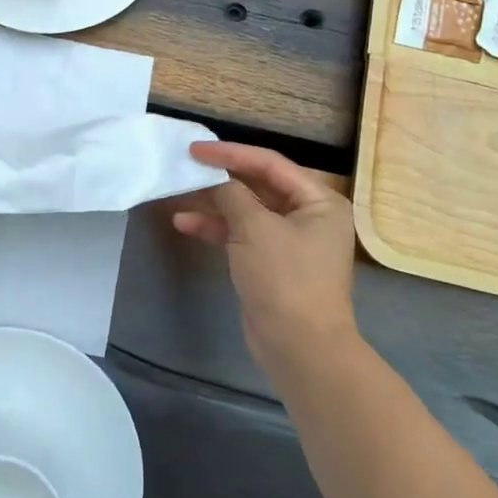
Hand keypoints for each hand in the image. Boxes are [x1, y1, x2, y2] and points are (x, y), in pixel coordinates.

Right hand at [171, 141, 358, 384]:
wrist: (299, 348)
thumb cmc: (285, 279)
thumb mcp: (255, 229)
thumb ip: (233, 195)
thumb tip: (217, 182)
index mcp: (318, 201)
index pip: (270, 164)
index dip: (231, 153)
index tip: (196, 150)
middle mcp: (308, 216)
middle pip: (258, 185)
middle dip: (221, 178)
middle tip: (187, 167)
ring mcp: (290, 241)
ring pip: (246, 210)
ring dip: (214, 204)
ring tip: (179, 195)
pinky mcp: (271, 263)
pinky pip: (241, 235)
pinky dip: (216, 228)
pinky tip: (184, 224)